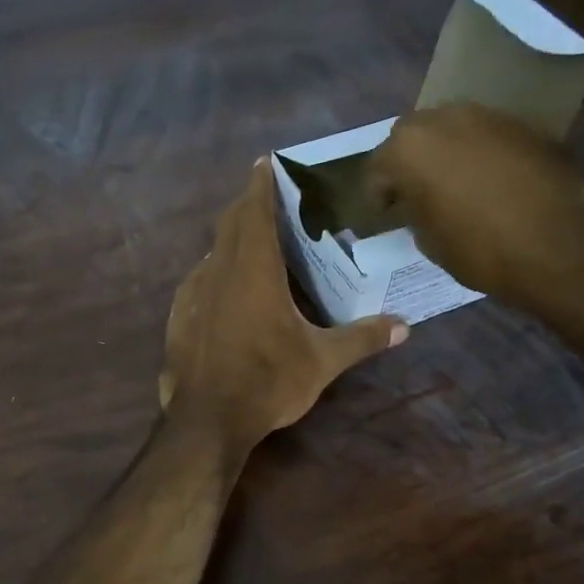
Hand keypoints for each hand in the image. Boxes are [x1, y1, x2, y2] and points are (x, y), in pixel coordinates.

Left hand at [160, 160, 406, 452]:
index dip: (260, 184)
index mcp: (254, 270)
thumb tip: (404, 327)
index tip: (264, 162)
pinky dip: (217, 271)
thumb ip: (362, 338)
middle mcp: (219, 271)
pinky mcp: (180, 316)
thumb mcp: (322, 361)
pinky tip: (230, 290)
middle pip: (230, 223)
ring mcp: (194, 293)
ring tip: (256, 245)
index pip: (254, 210)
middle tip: (269, 200)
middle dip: (247, 205)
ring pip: (213, 251)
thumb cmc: (267, 382)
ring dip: (232, 240)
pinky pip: (200, 280)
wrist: (207, 420)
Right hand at [366, 104, 583, 314]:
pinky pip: (487, 136)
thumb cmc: (478, 249)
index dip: (379, 194)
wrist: (555, 247)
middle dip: (410, 162)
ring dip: (446, 152)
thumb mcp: (426, 239)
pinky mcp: (523, 125)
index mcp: (409, 148)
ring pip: (452, 129)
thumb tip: (416, 200)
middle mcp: (443, 119)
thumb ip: (413, 207)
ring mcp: (486, 116)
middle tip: (417, 193)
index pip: (378, 167)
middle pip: (412, 136)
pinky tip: (491, 182)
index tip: (387, 214)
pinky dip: (481, 154)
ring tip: (455, 184)